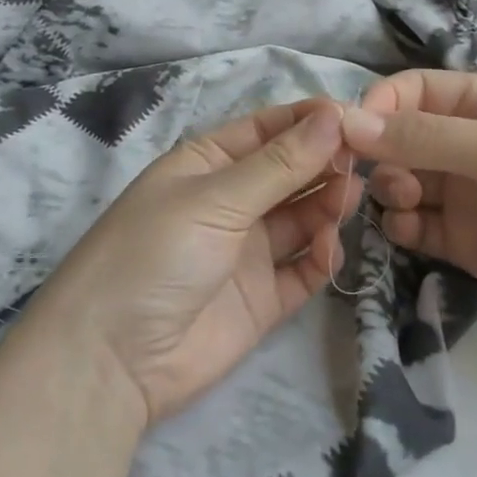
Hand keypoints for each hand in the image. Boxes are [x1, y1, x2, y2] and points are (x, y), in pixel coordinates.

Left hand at [32, 100, 360, 425]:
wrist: (112, 359)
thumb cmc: (154, 254)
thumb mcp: (215, 199)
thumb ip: (279, 164)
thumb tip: (334, 116)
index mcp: (207, 163)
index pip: (267, 129)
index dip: (309, 121)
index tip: (356, 117)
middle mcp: (230, 201)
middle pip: (290, 172)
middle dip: (325, 162)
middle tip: (365, 161)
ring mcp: (247, 251)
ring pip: (302, 217)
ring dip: (327, 205)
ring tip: (349, 199)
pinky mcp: (263, 298)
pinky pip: (303, 268)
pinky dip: (321, 257)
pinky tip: (329, 250)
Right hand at [343, 71, 476, 340]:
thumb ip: (424, 137)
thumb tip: (346, 121)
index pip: (411, 92)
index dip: (378, 108)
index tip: (351, 136)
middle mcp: (466, 144)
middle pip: (398, 140)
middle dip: (380, 155)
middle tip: (385, 181)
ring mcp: (464, 194)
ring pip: (401, 183)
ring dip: (388, 191)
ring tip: (402, 205)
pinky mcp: (464, 241)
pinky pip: (415, 227)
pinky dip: (401, 228)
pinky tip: (407, 232)